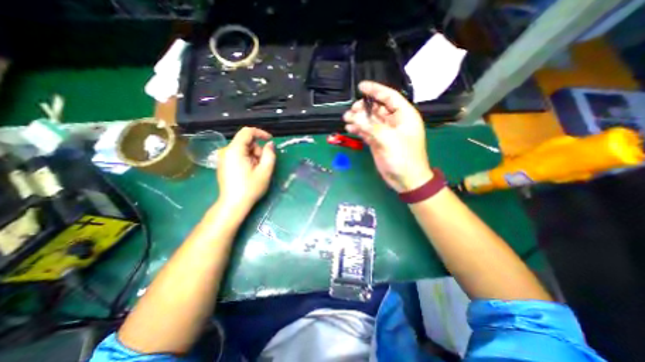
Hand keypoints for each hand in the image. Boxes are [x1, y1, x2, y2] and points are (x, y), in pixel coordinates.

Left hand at [218, 127, 275, 210]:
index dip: (261, 133)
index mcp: (234, 150)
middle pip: (246, 142)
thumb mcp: (265, 171)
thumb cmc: (250, 188)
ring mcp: (223, 158)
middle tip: (263, 164)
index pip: (247, 132)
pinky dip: (247, 160)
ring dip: (254, 156)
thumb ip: (270, 154)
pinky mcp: (224, 164)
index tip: (271, 140)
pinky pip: (238, 155)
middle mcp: (226, 151)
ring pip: (243, 149)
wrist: (233, 204)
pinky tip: (250, 172)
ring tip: (257, 170)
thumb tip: (270, 144)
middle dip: (258, 150)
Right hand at [343, 80, 433, 191]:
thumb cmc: (403, 158)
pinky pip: (366, 131)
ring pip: (370, 120)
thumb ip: (371, 127)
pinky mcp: (378, 142)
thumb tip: (354, 117)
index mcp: (403, 115)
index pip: (389, 97)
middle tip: (351, 111)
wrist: (405, 179)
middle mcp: (394, 121)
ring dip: (358, 119)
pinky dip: (358, 129)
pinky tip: (350, 129)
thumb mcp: (388, 139)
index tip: (361, 86)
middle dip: (363, 108)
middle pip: (376, 108)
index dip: (375, 90)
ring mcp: (385, 132)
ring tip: (346, 119)